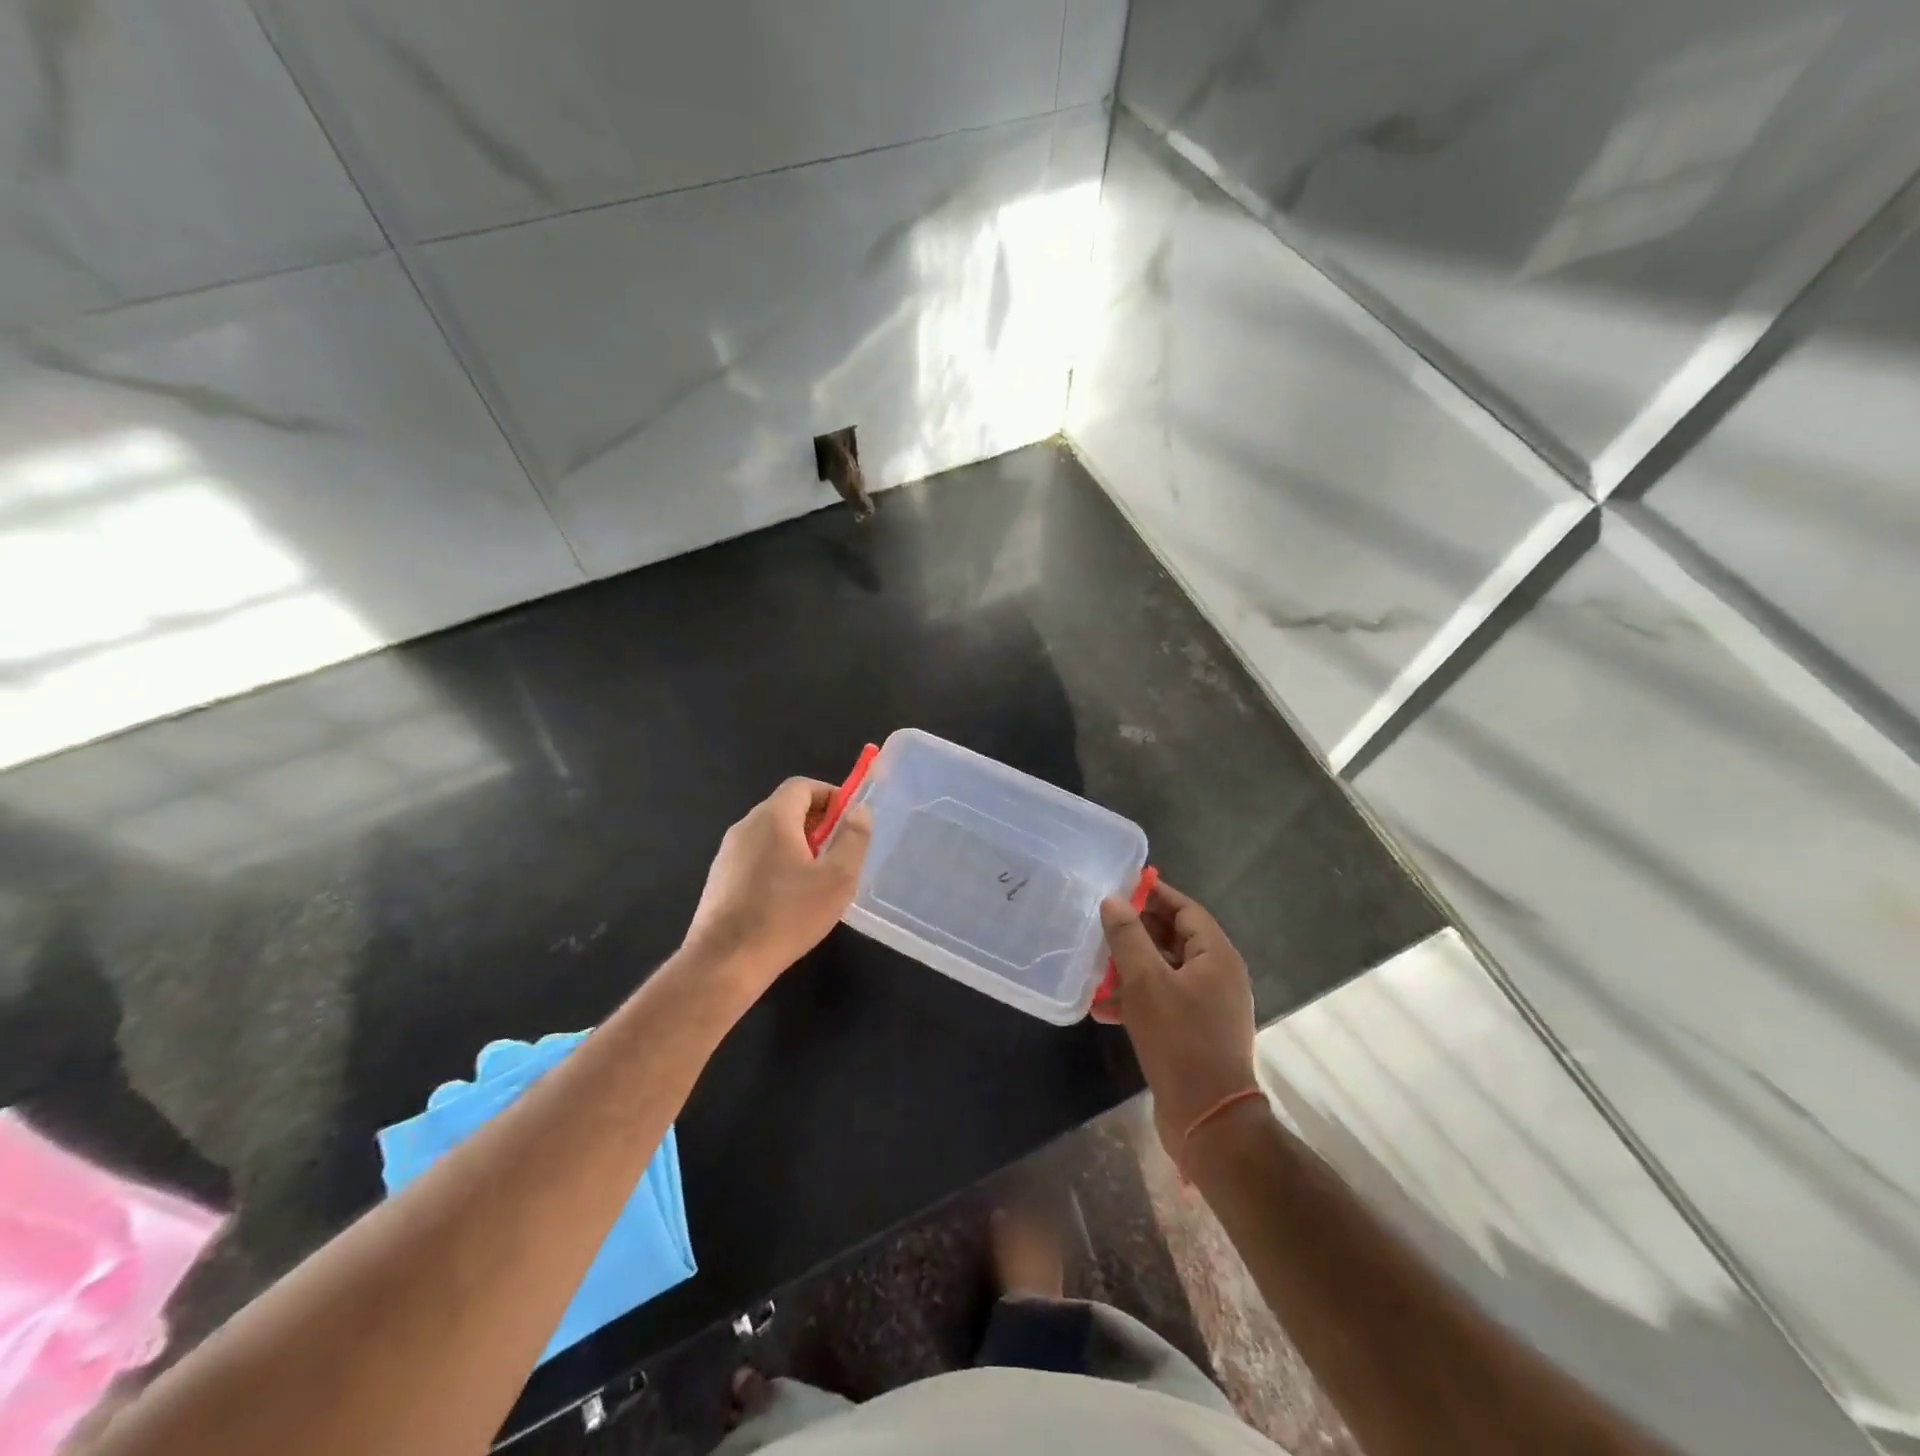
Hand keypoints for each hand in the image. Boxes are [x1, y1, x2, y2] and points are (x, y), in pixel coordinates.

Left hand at [682, 778, 871, 993]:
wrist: (724, 962)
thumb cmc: (787, 915)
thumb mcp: (837, 878)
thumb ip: (853, 838)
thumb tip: (858, 811)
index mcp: (772, 817)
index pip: (802, 786)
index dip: (831, 796)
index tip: (850, 822)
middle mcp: (745, 826)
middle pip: (786, 809)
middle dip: (817, 824)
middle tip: (839, 854)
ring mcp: (727, 853)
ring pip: (770, 835)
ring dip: (797, 847)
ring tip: (817, 881)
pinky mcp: (719, 879)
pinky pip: (755, 858)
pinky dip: (777, 865)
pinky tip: (788, 901)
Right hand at [1097, 881, 1258, 1157]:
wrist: (1207, 1118)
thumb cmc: (1179, 1040)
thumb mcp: (1146, 982)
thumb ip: (1128, 937)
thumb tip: (1114, 900)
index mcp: (1217, 956)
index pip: (1185, 909)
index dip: (1153, 895)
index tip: (1120, 887)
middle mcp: (1218, 976)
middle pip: (1175, 938)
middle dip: (1138, 931)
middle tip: (1101, 924)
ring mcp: (1209, 1006)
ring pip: (1166, 971)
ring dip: (1132, 966)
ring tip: (1096, 963)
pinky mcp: (1195, 1032)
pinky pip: (1164, 1000)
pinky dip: (1137, 997)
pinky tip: (1103, 1006)